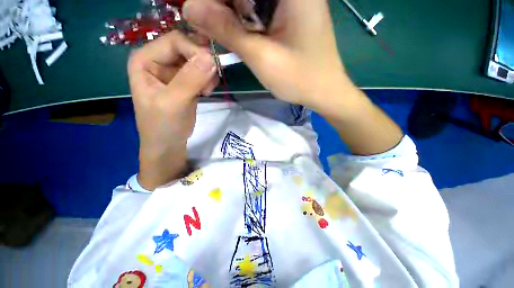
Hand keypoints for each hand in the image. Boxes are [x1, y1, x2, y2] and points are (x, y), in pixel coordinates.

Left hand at [128, 31, 216, 189]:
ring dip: (207, 74)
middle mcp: (158, 60)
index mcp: (145, 59)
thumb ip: (190, 80)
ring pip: (197, 60)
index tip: (211, 70)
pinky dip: (208, 80)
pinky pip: (201, 72)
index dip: (195, 51)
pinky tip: (205, 92)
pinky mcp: (185, 81)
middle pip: (187, 48)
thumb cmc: (163, 126)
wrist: (168, 144)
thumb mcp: (173, 103)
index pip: (175, 41)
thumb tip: (211, 57)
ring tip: (205, 91)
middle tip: (208, 84)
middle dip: (203, 64)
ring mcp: (173, 71)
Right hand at [183, 0, 402, 154]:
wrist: (327, 94)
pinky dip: (239, 17)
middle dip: (221, 1)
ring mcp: (289, 3)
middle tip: (198, 16)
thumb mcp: (262, 59)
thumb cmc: (303, 81)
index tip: (198, 2)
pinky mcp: (286, 18)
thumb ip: (227, 31)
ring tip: (208, 24)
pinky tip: (228, 30)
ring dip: (227, 8)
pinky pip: (255, 9)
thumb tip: (190, 7)